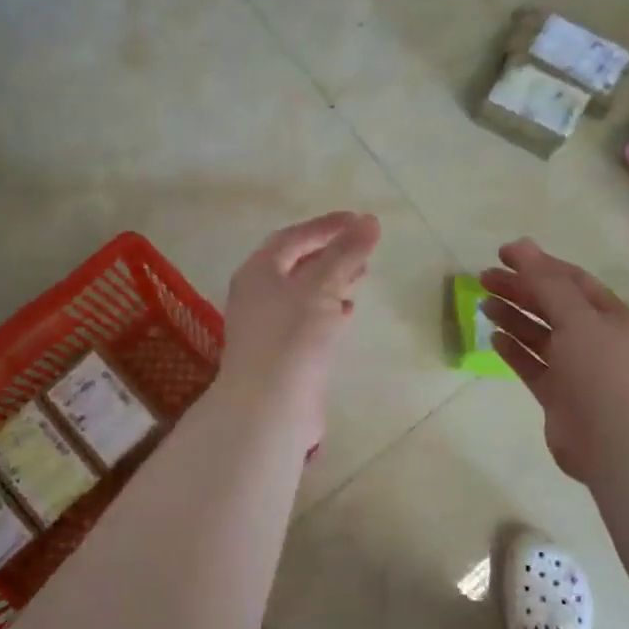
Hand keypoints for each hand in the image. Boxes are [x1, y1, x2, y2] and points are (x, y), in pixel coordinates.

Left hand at [217, 212, 381, 452]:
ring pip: (304, 292)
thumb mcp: (321, 286)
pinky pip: (308, 319)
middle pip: (298, 263)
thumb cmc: (291, 337)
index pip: (294, 238)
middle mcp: (258, 294)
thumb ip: (346, 253)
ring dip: (333, 279)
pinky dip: (329, 308)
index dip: (327, 226)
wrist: (269, 407)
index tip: (360, 220)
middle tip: (364, 247)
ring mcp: (269, 325)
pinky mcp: (282, 351)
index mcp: (259, 271)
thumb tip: (370, 221)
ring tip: (362, 274)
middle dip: (332, 252)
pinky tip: (348, 311)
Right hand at [480, 239, 628, 485]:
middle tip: (484, 278)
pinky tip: (493, 337)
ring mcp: (576, 369)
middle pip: (552, 305)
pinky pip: (532, 365)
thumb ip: (546, 283)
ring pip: (539, 335)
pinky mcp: (558, 395)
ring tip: (483, 303)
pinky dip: (514, 350)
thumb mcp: (577, 318)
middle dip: (520, 289)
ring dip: (513, 317)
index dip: (538, 264)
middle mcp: (594, 339)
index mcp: (609, 316)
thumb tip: (522, 246)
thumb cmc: (601, 372)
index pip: (571, 280)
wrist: (616, 444)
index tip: (503, 254)